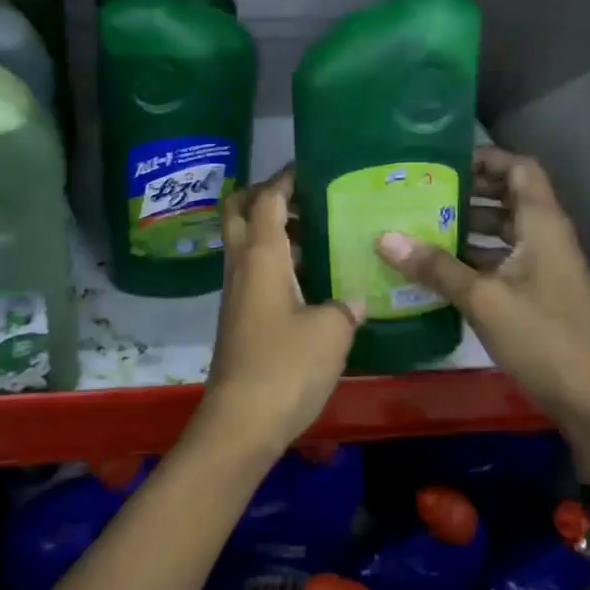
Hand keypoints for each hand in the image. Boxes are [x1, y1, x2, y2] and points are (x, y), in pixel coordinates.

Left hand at [197, 169, 361, 459]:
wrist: (241, 422)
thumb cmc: (285, 367)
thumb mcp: (331, 333)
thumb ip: (345, 307)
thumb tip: (353, 299)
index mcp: (261, 256)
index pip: (265, 200)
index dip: (284, 179)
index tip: (309, 167)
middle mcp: (241, 266)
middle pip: (238, 211)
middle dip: (264, 194)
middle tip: (304, 195)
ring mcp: (236, 292)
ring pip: (245, 242)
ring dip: (271, 228)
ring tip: (318, 231)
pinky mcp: (239, 317)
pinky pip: (253, 271)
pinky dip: (275, 259)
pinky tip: (310, 276)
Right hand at [375, 148, 589, 435]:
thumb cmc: (543, 338)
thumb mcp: (483, 299)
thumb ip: (435, 267)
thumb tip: (384, 237)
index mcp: (543, 225)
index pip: (520, 169)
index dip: (486, 158)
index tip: (443, 163)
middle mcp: (546, 238)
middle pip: (508, 197)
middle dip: (467, 192)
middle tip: (421, 193)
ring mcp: (543, 267)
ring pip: (503, 231)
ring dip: (467, 226)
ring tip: (421, 226)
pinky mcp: (537, 294)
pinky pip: (502, 260)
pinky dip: (474, 257)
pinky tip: (437, 269)